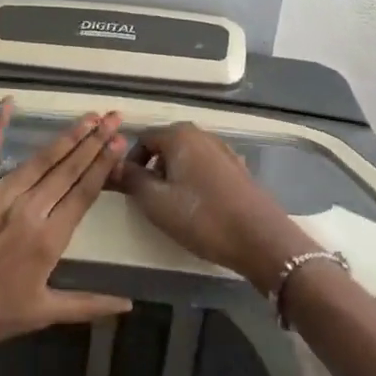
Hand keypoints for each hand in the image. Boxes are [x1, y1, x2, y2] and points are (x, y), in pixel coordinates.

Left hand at [0, 100, 133, 352]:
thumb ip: (88, 304)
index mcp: (49, 239)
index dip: (103, 164)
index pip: (84, 192)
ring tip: (86, 117)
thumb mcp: (42, 313)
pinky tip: (9, 103)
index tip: (119, 140)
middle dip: (94, 141)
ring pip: (39, 159)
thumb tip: (129, 303)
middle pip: (68, 169)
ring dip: (65, 136)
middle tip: (113, 116)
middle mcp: (29, 209)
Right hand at [111, 123, 316, 291]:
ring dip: (174, 176)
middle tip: (148, 199)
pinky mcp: (239, 170)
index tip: (127, 189)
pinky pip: (205, 169)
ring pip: (187, 158)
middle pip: (166, 146)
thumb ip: (131, 179)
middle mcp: (203, 135)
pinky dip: (195, 182)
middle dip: (153, 169)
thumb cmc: (202, 217)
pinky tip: (199, 207)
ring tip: (173, 206)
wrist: (261, 240)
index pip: (143, 139)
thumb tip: (113, 165)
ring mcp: (224, 151)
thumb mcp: (155, 202)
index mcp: (180, 135)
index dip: (130, 163)